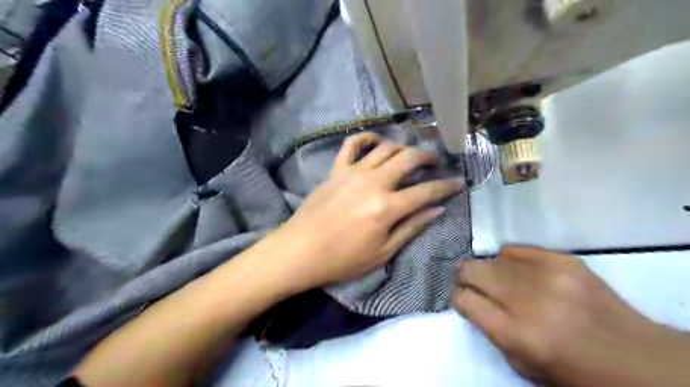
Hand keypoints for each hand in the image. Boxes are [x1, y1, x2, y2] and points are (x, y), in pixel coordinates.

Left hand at [269, 131, 463, 289]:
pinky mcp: (336, 170)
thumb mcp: (383, 252)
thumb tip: (437, 210)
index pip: (426, 191)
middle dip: (427, 157)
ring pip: (384, 148)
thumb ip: (411, 227)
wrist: (300, 251)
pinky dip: (365, 138)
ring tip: (409, 154)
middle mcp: (373, 182)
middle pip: (408, 159)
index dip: (446, 186)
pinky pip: (351, 145)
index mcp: (387, 207)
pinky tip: (375, 140)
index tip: (459, 182)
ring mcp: (352, 172)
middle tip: (435, 161)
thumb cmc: (342, 259)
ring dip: (402, 147)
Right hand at [447, 247, 683, 386]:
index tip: (463, 299)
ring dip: (489, 270)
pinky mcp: (565, 261)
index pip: (464, 300)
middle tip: (469, 280)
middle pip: (474, 271)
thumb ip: (490, 330)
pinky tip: (516, 269)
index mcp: (516, 334)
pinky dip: (509, 258)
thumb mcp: (522, 364)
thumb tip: (470, 299)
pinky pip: (516, 249)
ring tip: (498, 279)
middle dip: (465, 276)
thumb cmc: (572, 371)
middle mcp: (529, 301)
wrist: (636, 360)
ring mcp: (549, 276)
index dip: (458, 298)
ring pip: (493, 259)